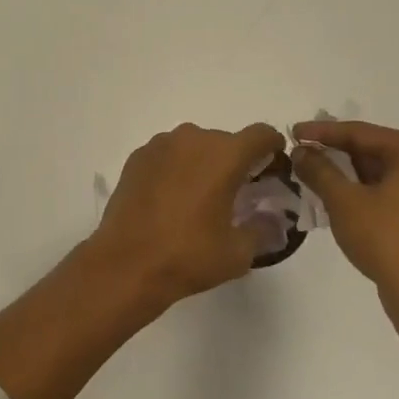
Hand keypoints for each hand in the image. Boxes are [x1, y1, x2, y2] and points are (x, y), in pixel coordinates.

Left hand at [91, 121, 287, 305]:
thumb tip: (270, 219)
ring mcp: (160, 145)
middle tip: (235, 194)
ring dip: (203, 163)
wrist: (126, 263)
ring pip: (194, 146)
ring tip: (199, 197)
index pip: (261, 135)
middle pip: (226, 141)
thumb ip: (262, 229)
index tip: (272, 169)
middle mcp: (193, 139)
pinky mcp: (137, 157)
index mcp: (224, 155)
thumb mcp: (238, 252)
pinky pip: (168, 154)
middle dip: (235, 162)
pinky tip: (170, 199)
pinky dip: (176, 168)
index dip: (273, 148)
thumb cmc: (188, 256)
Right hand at [292, 121, 398, 317]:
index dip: (323, 133)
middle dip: (338, 154)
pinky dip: (372, 191)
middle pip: (377, 151)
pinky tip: (346, 198)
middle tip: (304, 154)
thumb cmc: (386, 241)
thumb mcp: (344, 201)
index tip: (293, 133)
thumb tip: (301, 151)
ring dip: (353, 174)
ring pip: (388, 172)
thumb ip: (319, 169)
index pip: (362, 133)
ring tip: (318, 176)